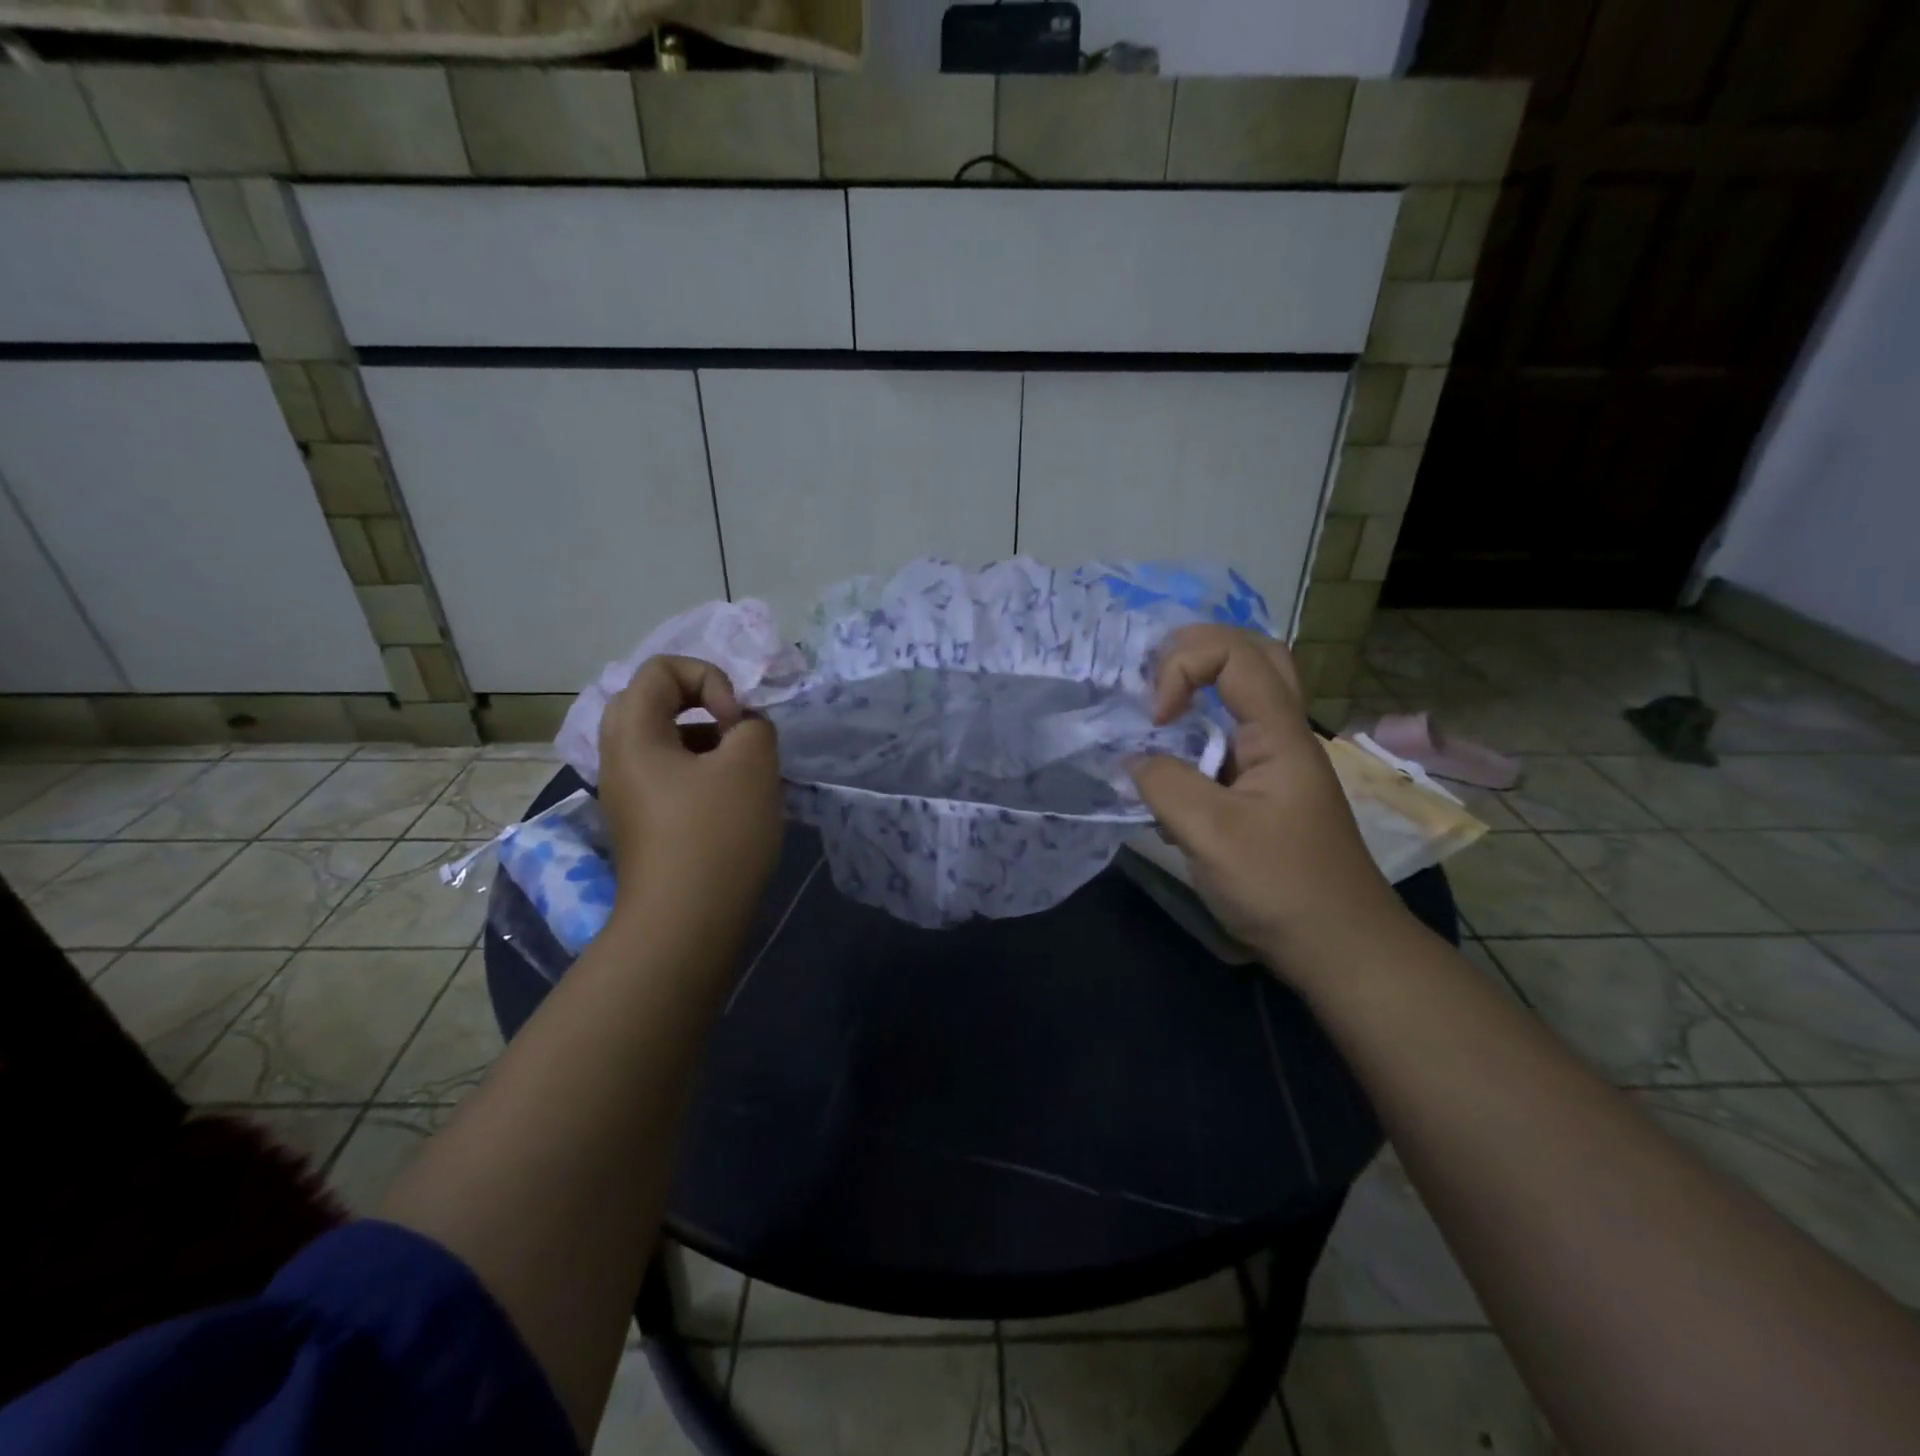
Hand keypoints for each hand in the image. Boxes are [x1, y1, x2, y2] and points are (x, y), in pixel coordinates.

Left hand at [596, 655, 782, 935]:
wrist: (686, 923)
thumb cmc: (716, 833)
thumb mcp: (752, 763)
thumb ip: (754, 725)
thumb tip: (743, 730)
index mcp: (632, 732)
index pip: (662, 669)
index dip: (709, 678)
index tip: (736, 720)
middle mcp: (618, 757)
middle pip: (656, 702)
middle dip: (706, 707)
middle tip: (738, 734)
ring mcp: (627, 793)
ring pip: (665, 742)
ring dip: (708, 742)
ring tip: (744, 771)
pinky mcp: (643, 823)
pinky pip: (669, 776)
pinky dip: (702, 773)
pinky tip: (734, 803)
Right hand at [1129, 625, 1404, 977]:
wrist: (1339, 948)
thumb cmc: (1282, 887)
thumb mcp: (1211, 834)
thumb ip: (1164, 783)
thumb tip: (1132, 759)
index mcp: (1279, 733)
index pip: (1234, 653)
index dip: (1182, 666)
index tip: (1156, 717)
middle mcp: (1281, 734)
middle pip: (1252, 654)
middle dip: (1195, 652)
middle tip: (1154, 683)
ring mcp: (1274, 761)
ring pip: (1241, 694)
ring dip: (1196, 689)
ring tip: (1153, 714)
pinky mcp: (1262, 789)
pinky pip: (1227, 740)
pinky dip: (1193, 738)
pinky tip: (1167, 773)